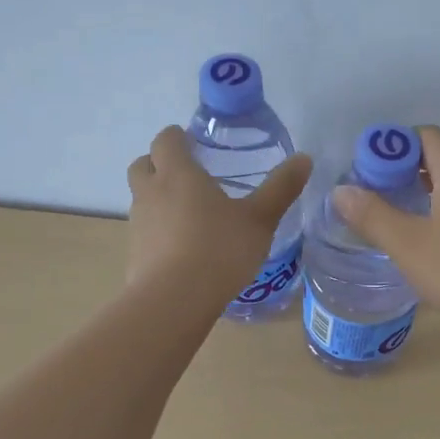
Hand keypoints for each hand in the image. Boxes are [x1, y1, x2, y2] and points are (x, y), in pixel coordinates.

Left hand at [126, 126, 312, 299]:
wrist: (174, 301)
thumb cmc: (220, 249)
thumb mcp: (260, 219)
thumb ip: (281, 188)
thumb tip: (305, 159)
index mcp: (178, 174)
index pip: (166, 140)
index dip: (177, 137)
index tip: (192, 142)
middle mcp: (151, 193)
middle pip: (143, 164)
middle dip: (159, 163)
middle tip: (187, 174)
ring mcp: (138, 224)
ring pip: (142, 199)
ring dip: (158, 198)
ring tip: (189, 214)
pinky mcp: (134, 254)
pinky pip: (145, 231)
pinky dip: (159, 231)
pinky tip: (183, 249)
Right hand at [331, 125, 439, 334]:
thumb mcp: (408, 244)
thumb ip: (372, 215)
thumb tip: (341, 191)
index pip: (423, 135)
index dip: (392, 148)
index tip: (369, 175)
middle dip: (406, 168)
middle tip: (379, 196)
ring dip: (429, 188)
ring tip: (404, 216)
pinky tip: (438, 237)